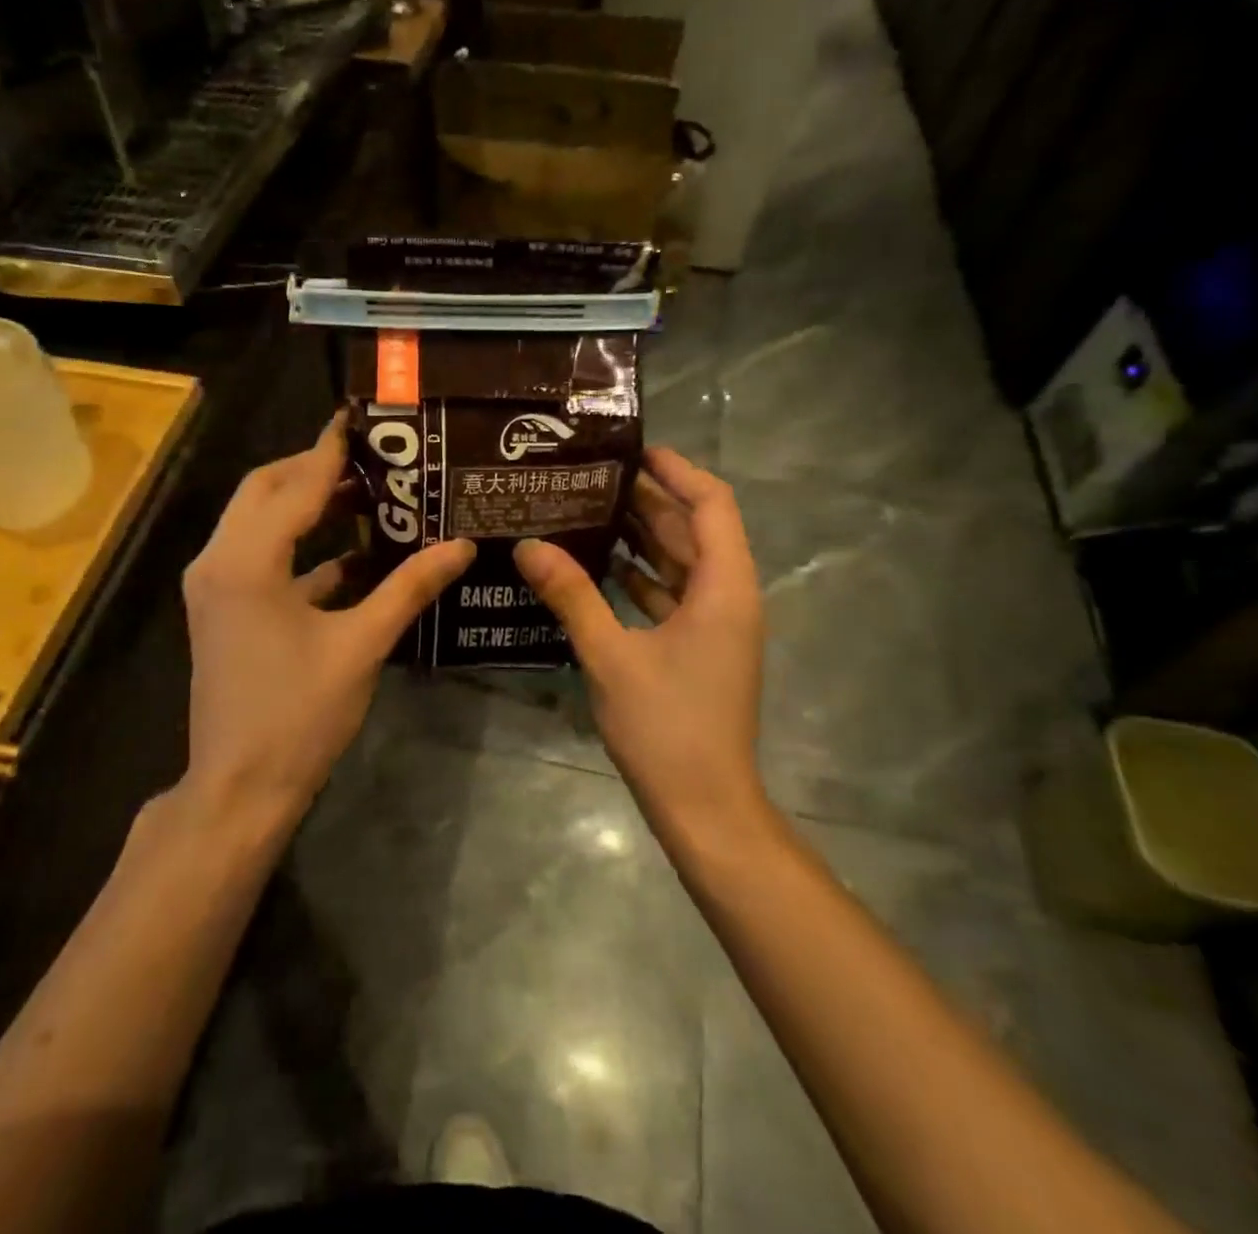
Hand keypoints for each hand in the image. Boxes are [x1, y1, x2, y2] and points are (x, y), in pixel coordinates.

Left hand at [182, 412, 474, 829]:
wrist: (239, 789)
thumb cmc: (299, 716)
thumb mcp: (361, 646)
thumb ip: (409, 588)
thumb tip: (461, 546)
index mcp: (246, 561)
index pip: (294, 484)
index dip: (330, 449)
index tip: (362, 418)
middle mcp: (219, 561)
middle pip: (266, 490)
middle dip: (315, 469)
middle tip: (374, 460)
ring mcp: (216, 587)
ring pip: (259, 522)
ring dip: (307, 506)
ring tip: (369, 496)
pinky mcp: (223, 609)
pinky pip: (261, 557)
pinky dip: (302, 548)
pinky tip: (354, 556)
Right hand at [514, 447, 766, 835]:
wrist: (704, 807)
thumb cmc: (666, 727)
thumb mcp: (610, 655)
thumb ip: (572, 596)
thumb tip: (529, 546)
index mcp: (724, 588)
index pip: (711, 505)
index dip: (677, 471)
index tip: (633, 451)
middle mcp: (729, 597)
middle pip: (694, 530)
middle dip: (648, 501)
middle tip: (592, 478)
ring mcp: (716, 625)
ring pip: (682, 563)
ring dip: (643, 537)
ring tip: (588, 511)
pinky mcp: (699, 649)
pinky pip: (672, 595)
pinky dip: (641, 576)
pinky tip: (600, 567)